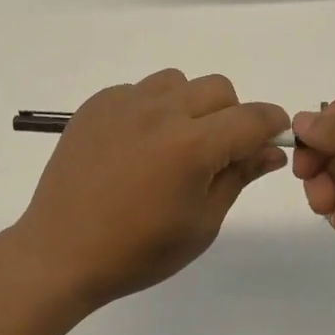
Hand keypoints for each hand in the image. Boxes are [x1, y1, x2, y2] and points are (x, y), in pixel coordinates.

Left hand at [14, 70, 288, 311]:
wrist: (62, 252)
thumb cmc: (138, 250)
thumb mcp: (201, 224)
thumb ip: (238, 177)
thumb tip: (270, 151)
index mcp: (193, 146)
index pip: (252, 117)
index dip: (272, 124)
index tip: (272, 137)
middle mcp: (161, 112)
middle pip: (218, 89)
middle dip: (231, 115)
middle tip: (217, 152)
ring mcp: (124, 103)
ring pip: (177, 82)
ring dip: (189, 105)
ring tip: (173, 144)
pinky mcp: (97, 105)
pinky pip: (139, 91)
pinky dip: (150, 109)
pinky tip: (135, 146)